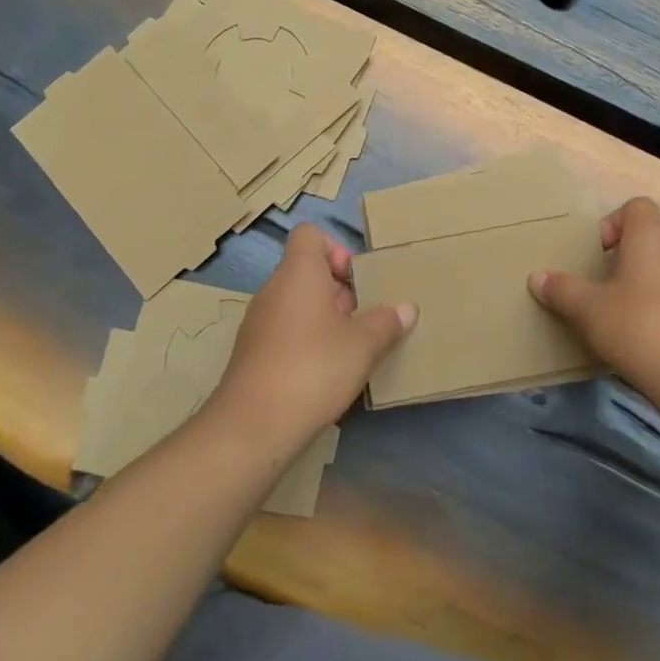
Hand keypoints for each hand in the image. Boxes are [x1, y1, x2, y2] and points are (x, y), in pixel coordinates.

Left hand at [205, 224, 415, 451]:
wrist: (253, 426)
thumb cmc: (314, 367)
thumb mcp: (364, 345)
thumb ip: (387, 322)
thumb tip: (406, 309)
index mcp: (298, 273)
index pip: (309, 235)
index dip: (335, 248)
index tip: (355, 280)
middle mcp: (274, 290)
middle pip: (306, 270)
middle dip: (338, 289)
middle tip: (363, 317)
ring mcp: (259, 323)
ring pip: (297, 304)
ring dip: (325, 318)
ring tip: (350, 347)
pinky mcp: (252, 354)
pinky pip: (285, 331)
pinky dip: (306, 341)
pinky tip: (326, 372)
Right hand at [528, 197, 659, 413]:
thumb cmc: (638, 327)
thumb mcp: (588, 309)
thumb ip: (562, 289)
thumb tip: (536, 277)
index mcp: (651, 234)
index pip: (635, 206)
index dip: (612, 223)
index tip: (597, 254)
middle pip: (651, 231)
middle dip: (626, 249)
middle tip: (605, 278)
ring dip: (644, 274)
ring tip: (621, 305)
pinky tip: (644, 328)